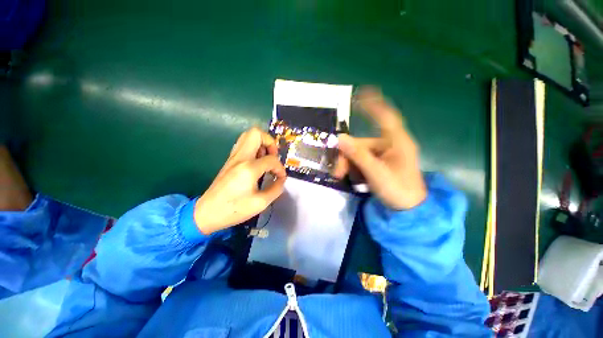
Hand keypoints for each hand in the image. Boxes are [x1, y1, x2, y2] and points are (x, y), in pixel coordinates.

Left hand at [194, 128, 286, 234]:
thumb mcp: (260, 203)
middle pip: (256, 133)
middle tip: (273, 157)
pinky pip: (243, 144)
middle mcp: (240, 157)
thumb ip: (276, 189)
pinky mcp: (230, 160)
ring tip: (266, 158)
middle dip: (270, 142)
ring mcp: (233, 157)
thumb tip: (281, 179)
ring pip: (248, 136)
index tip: (281, 178)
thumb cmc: (234, 209)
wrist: (207, 213)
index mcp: (249, 168)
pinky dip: (254, 148)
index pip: (272, 159)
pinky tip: (257, 162)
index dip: (280, 168)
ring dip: (261, 143)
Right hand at [333, 87, 425, 209]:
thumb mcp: (376, 173)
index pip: (386, 117)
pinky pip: (361, 161)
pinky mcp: (378, 164)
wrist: (408, 210)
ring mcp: (383, 156)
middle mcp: (389, 145)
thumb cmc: (398, 190)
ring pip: (358, 154)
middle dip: (346, 156)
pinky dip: (353, 169)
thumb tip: (339, 138)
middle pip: (361, 143)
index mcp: (397, 143)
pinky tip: (353, 179)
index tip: (361, 94)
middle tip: (337, 172)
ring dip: (347, 164)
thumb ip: (357, 155)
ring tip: (342, 177)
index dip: (374, 105)